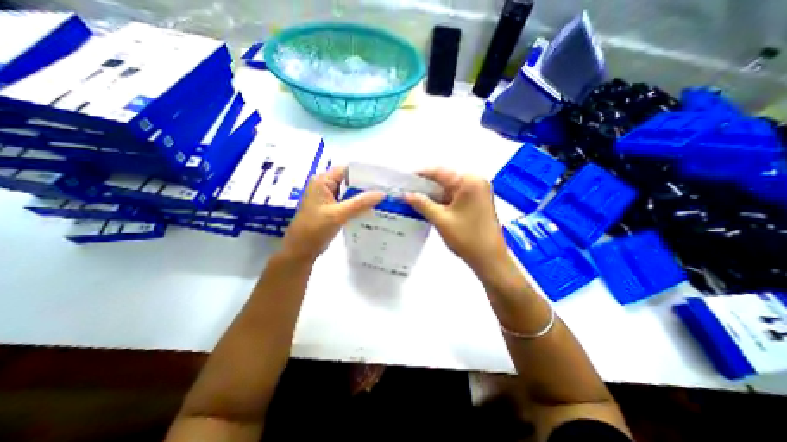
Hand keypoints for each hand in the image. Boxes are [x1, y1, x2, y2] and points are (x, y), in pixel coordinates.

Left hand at [283, 165, 384, 261]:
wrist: (301, 250)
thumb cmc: (314, 229)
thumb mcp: (338, 215)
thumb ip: (360, 203)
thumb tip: (382, 193)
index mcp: (322, 181)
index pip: (346, 169)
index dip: (364, 172)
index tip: (382, 178)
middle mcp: (325, 185)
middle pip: (349, 180)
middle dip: (366, 185)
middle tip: (385, 188)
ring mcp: (328, 197)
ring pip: (349, 192)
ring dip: (363, 195)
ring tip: (382, 197)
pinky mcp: (331, 207)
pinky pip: (347, 201)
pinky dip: (358, 204)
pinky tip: (371, 207)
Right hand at [403, 169, 506, 276]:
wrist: (490, 259)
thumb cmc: (467, 238)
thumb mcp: (441, 219)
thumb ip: (422, 204)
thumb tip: (406, 194)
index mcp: (469, 182)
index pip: (440, 172)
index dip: (421, 174)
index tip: (405, 179)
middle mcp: (476, 182)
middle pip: (446, 179)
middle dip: (427, 186)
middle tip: (408, 191)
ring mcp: (478, 192)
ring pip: (450, 188)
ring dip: (434, 194)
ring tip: (415, 199)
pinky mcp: (478, 202)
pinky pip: (456, 196)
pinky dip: (443, 200)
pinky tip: (430, 206)